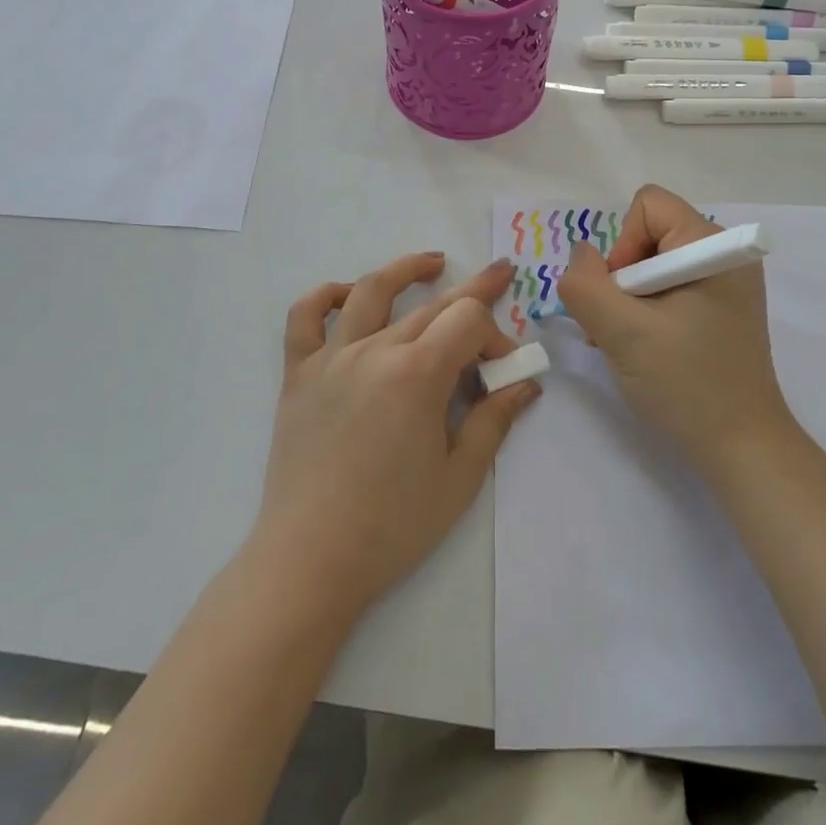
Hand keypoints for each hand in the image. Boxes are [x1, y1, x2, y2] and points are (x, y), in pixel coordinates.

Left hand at [251, 253, 539, 616]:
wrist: (310, 560)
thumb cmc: (393, 524)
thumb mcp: (459, 477)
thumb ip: (494, 420)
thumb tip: (526, 383)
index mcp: (417, 373)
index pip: (467, 321)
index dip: (495, 335)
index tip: (503, 368)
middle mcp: (374, 350)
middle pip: (432, 306)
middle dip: (474, 294)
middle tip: (501, 275)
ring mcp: (331, 358)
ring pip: (370, 293)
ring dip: (406, 271)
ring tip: (433, 264)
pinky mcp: (299, 375)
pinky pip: (305, 319)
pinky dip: (326, 296)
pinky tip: (347, 294)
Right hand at [558, 185, 794, 476]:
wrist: (741, 447)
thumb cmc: (686, 383)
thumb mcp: (622, 332)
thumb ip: (585, 285)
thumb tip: (580, 255)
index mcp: (713, 246)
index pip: (648, 206)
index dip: (622, 245)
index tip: (624, 297)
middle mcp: (724, 254)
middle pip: (648, 234)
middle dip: (622, 277)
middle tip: (620, 326)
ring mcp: (725, 283)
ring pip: (651, 265)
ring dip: (628, 299)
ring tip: (629, 343)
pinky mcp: (720, 309)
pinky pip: (667, 288)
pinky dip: (645, 312)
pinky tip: (645, 348)